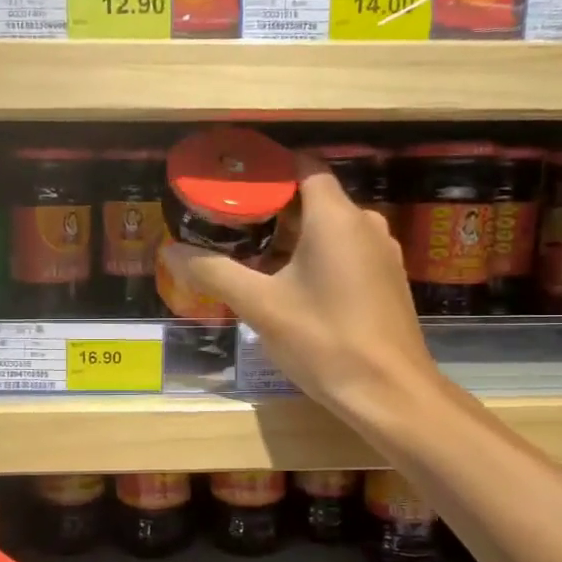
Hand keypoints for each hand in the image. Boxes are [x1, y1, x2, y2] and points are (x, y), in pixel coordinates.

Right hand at [161, 155, 437, 424]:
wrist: (391, 395)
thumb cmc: (325, 341)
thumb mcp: (260, 306)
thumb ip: (214, 272)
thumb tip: (170, 250)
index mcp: (336, 216)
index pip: (303, 166)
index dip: (268, 169)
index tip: (233, 183)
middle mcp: (365, 224)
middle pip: (314, 198)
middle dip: (271, 208)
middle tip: (230, 223)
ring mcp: (382, 253)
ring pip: (330, 228)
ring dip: (292, 236)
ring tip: (251, 253)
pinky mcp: (387, 281)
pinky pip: (346, 252)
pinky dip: (316, 256)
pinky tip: (289, 284)